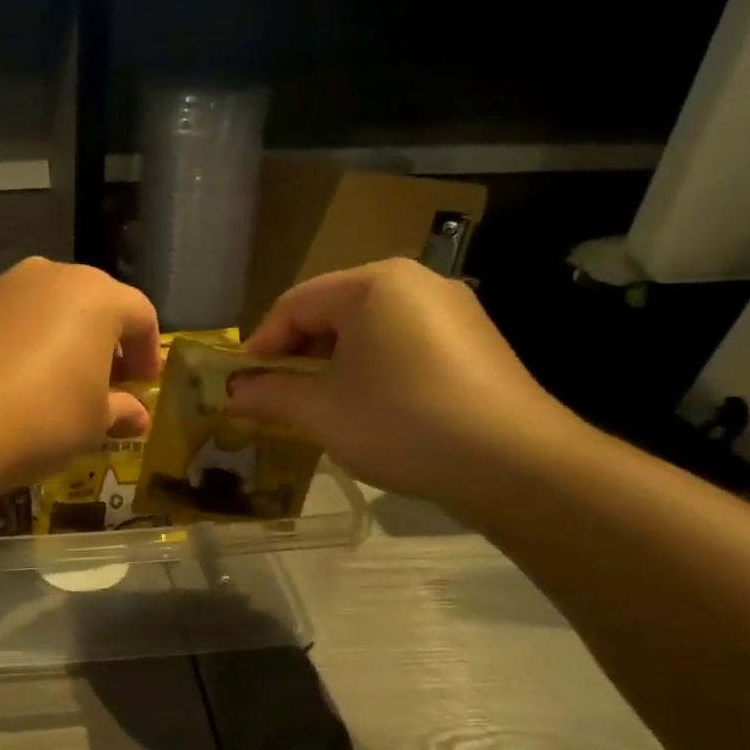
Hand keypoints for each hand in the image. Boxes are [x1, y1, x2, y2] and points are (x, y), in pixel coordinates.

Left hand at [0, 258, 160, 485]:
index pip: (140, 316)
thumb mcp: (95, 421)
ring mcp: (3, 286)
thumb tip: (136, 415)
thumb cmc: (46, 416)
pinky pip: (7, 318)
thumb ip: (121, 409)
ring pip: (45, 305)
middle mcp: (51, 276)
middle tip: (104, 381)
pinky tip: (12, 376)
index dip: (147, 351)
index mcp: (97, 295)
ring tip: (55, 377)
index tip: (143, 384)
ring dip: (59, 335)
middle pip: (91, 302)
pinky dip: (19, 338)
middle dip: (103, 340)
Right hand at [226, 259, 581, 505]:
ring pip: (368, 331)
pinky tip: (366, 409)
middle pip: (331, 312)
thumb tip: (231, 393)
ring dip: (332, 366)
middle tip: (274, 398)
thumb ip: (268, 394)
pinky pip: (402, 345)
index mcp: (374, 283)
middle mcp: (415, 282)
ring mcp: (452, 311)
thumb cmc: (401, 422)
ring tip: (316, 407)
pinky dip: (371, 370)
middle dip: (297, 357)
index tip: (241, 386)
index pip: (294, 305)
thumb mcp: (320, 411)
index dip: (260, 346)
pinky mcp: (474, 342)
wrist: (518, 466)